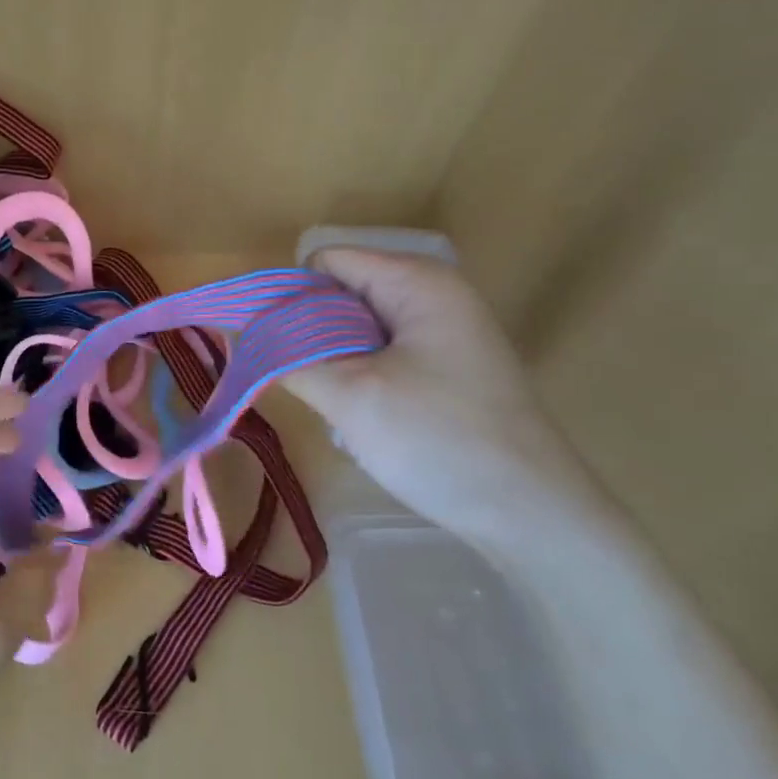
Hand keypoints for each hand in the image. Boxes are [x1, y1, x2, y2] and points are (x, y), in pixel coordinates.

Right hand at [283, 248, 618, 551]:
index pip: (325, 262)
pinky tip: (364, 414)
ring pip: (358, 327)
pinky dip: (360, 375)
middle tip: (305, 382)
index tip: (271, 348)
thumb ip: (288, 358)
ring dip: (334, 359)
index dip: (290, 298)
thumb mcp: (349, 397)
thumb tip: (244, 336)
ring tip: (337, 403)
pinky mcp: (448, 365)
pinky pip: (382, 352)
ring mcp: (445, 330)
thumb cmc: (439, 441)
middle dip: (310, 332)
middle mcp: (433, 293)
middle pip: (342, 291)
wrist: (532, 515)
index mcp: (416, 281)